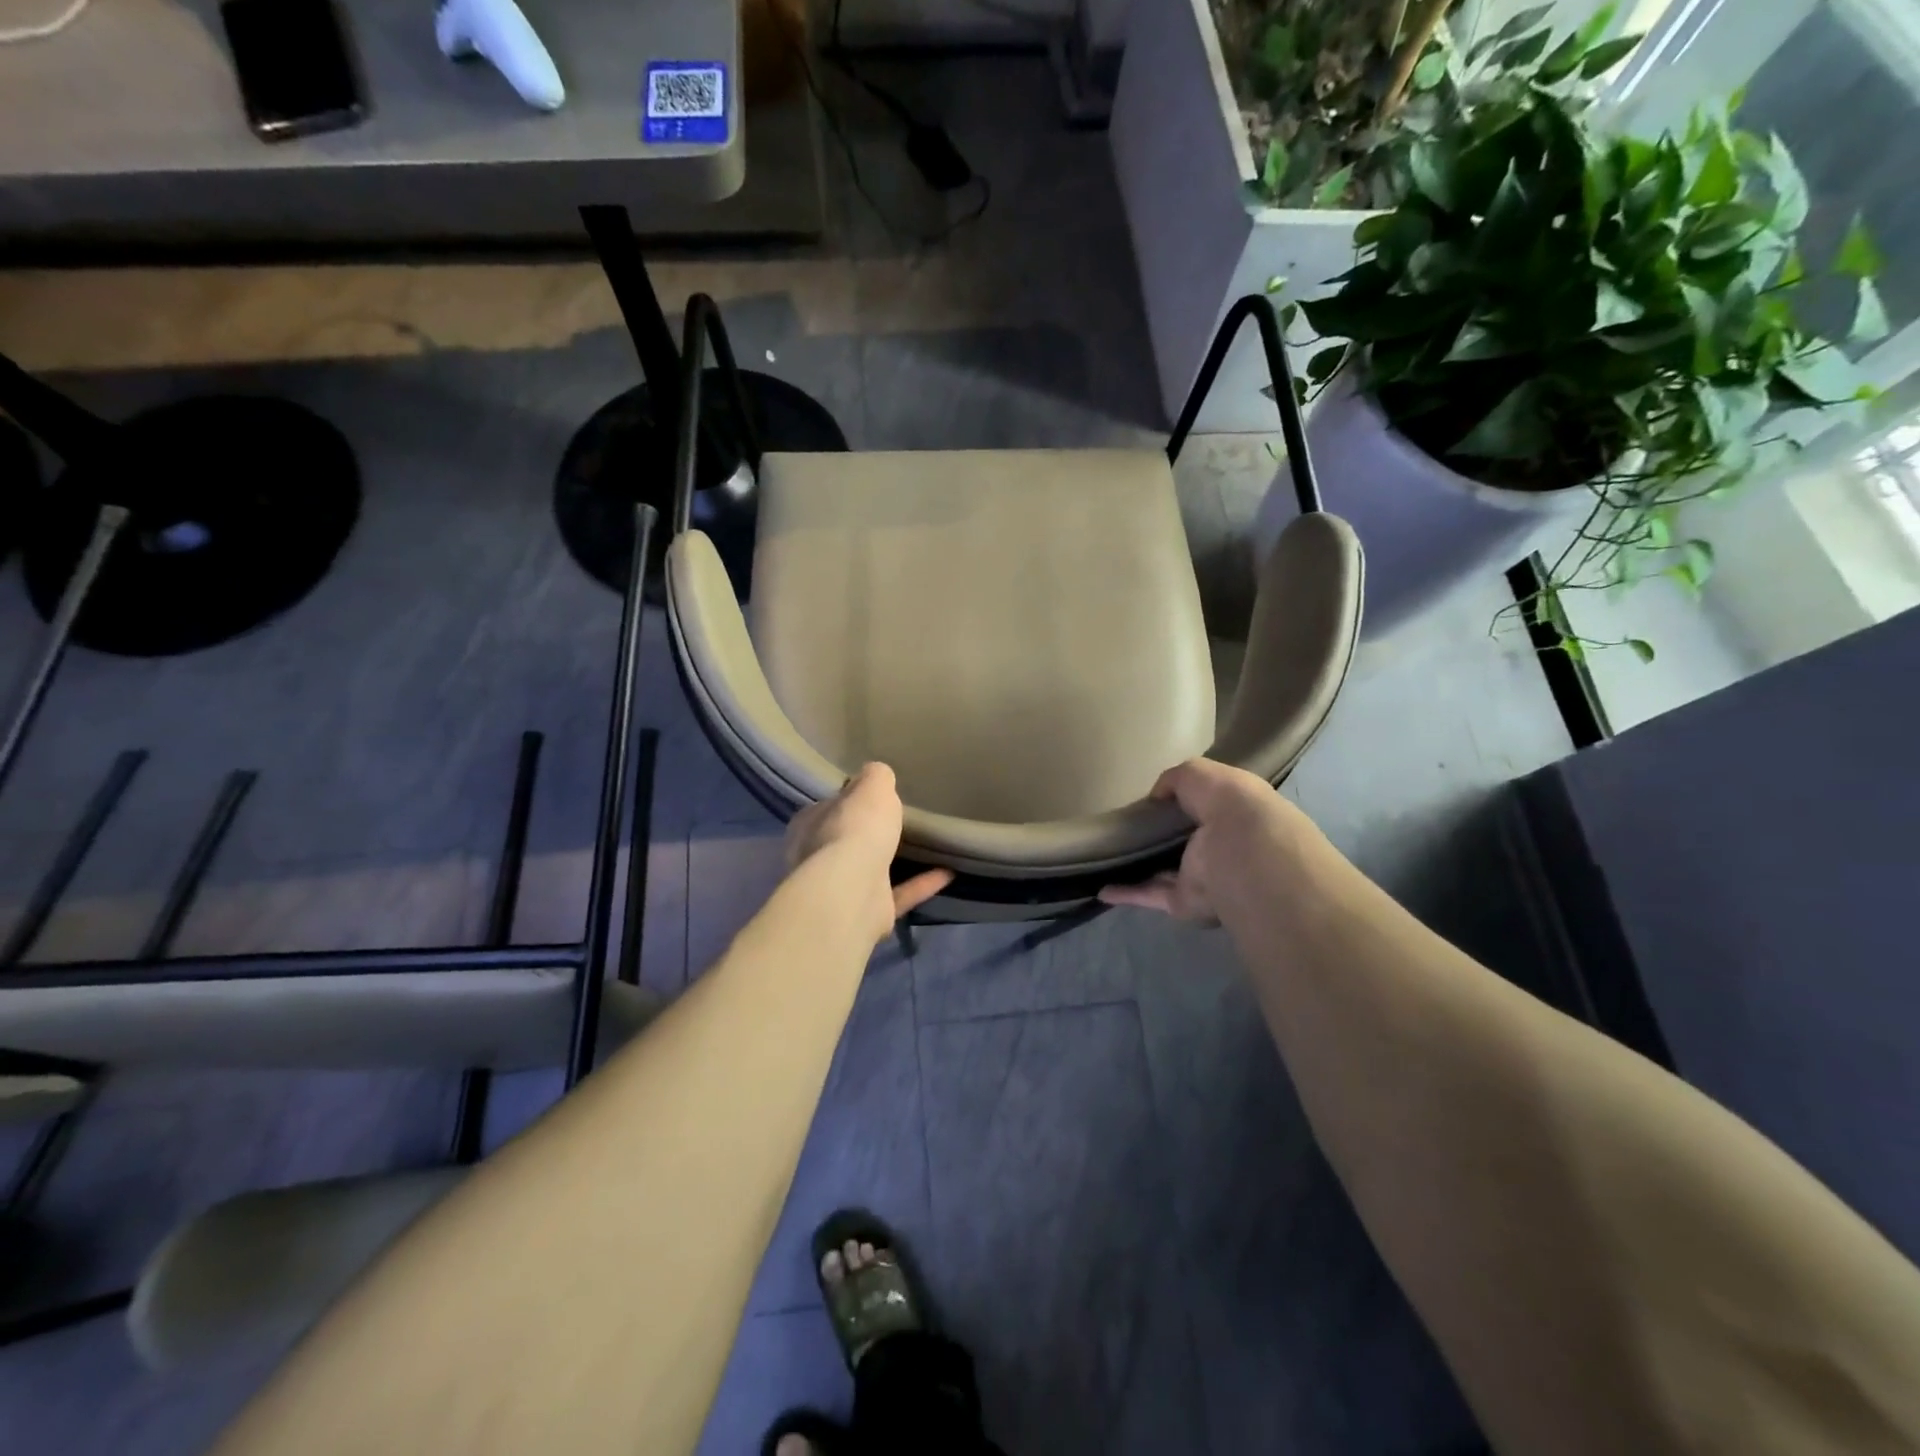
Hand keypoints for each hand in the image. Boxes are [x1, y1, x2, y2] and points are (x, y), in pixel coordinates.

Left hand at [785, 763, 952, 938]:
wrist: (852, 891)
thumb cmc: (855, 829)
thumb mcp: (872, 786)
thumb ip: (876, 777)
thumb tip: (876, 774)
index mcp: (810, 824)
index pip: (830, 807)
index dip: (851, 800)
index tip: (875, 796)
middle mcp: (817, 858)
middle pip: (846, 839)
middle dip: (869, 833)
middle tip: (901, 821)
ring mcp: (841, 890)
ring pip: (869, 871)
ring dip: (894, 862)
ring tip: (926, 848)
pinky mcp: (867, 913)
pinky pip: (898, 894)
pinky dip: (921, 884)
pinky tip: (948, 872)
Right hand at [1098, 759, 1300, 922]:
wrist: (1241, 853)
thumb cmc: (1227, 804)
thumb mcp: (1198, 773)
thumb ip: (1174, 779)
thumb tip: (1155, 797)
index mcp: (1230, 815)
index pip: (1204, 808)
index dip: (1181, 803)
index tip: (1152, 802)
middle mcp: (1218, 848)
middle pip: (1183, 843)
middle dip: (1160, 838)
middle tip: (1124, 829)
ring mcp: (1200, 878)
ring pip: (1164, 873)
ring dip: (1141, 869)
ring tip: (1107, 860)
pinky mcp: (1182, 901)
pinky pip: (1149, 895)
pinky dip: (1126, 894)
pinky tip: (1101, 890)